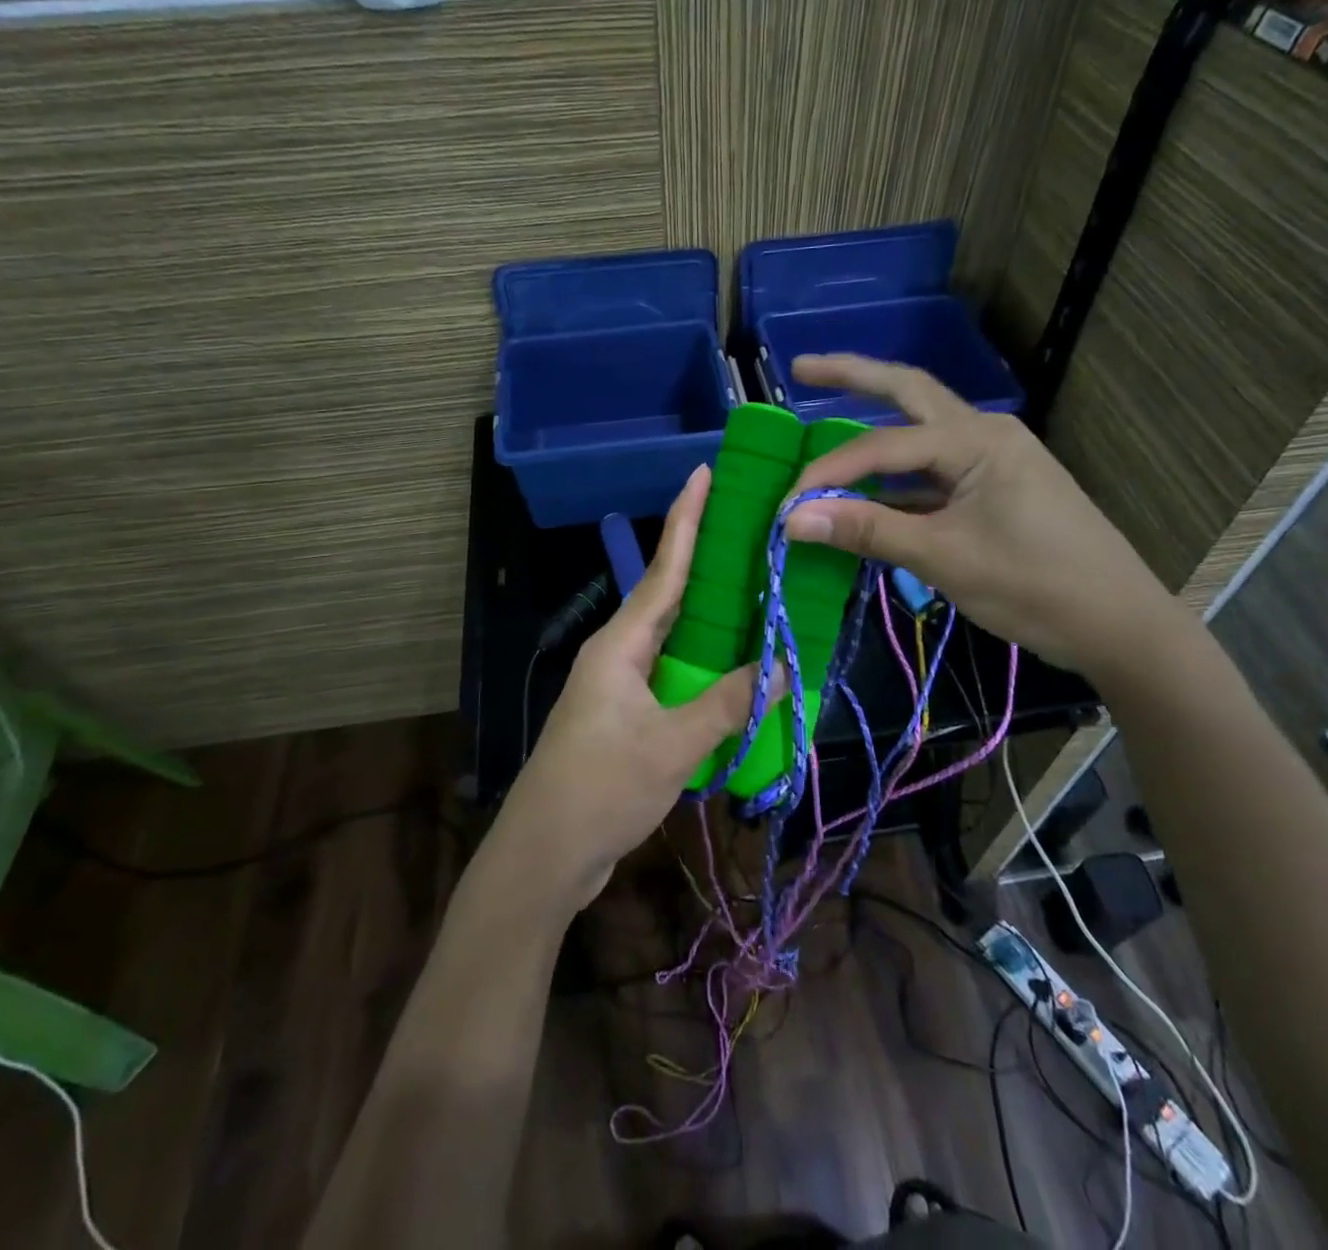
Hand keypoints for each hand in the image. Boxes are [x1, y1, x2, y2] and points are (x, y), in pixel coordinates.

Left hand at [494, 464, 758, 914]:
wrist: (546, 853)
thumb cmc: (600, 788)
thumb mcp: (671, 746)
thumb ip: (726, 704)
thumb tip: (780, 666)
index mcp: (620, 644)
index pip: (663, 569)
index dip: (686, 520)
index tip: (703, 473)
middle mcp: (618, 653)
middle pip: (669, 595)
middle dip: (706, 560)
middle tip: (751, 529)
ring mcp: (620, 685)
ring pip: (674, 637)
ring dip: (711, 618)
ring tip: (758, 591)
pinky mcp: (627, 715)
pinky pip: (674, 674)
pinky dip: (706, 666)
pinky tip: (737, 668)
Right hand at [783, 354, 1188, 680]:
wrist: (1120, 625)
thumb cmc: (1036, 586)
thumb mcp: (944, 558)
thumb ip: (867, 531)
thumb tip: (791, 519)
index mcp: (977, 440)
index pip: (882, 445)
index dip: (828, 473)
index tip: (787, 504)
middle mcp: (984, 433)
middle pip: (907, 392)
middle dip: (854, 377)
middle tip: (801, 369)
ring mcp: (993, 459)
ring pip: (920, 428)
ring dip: (874, 421)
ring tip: (824, 411)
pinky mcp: (995, 488)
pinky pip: (932, 469)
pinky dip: (895, 473)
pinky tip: (866, 487)